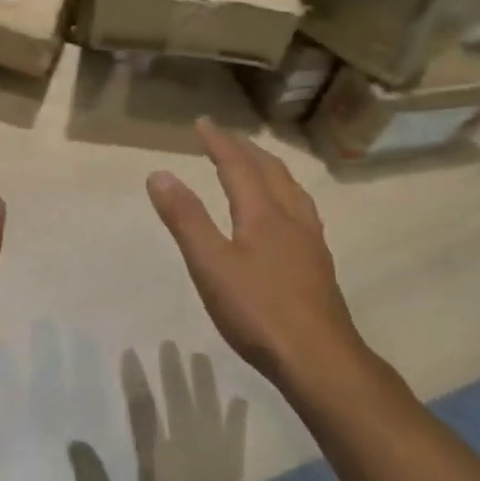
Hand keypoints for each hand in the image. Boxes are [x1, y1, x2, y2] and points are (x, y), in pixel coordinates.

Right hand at [146, 119, 368, 392]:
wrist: (319, 358)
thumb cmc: (258, 312)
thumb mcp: (211, 265)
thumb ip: (186, 219)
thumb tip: (160, 174)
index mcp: (263, 213)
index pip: (238, 165)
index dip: (219, 141)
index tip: (203, 122)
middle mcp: (291, 217)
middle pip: (270, 171)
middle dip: (245, 149)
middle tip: (225, 137)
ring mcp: (310, 241)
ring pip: (291, 189)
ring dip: (270, 168)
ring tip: (257, 162)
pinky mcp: (318, 263)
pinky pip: (302, 209)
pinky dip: (287, 193)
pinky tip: (287, 213)